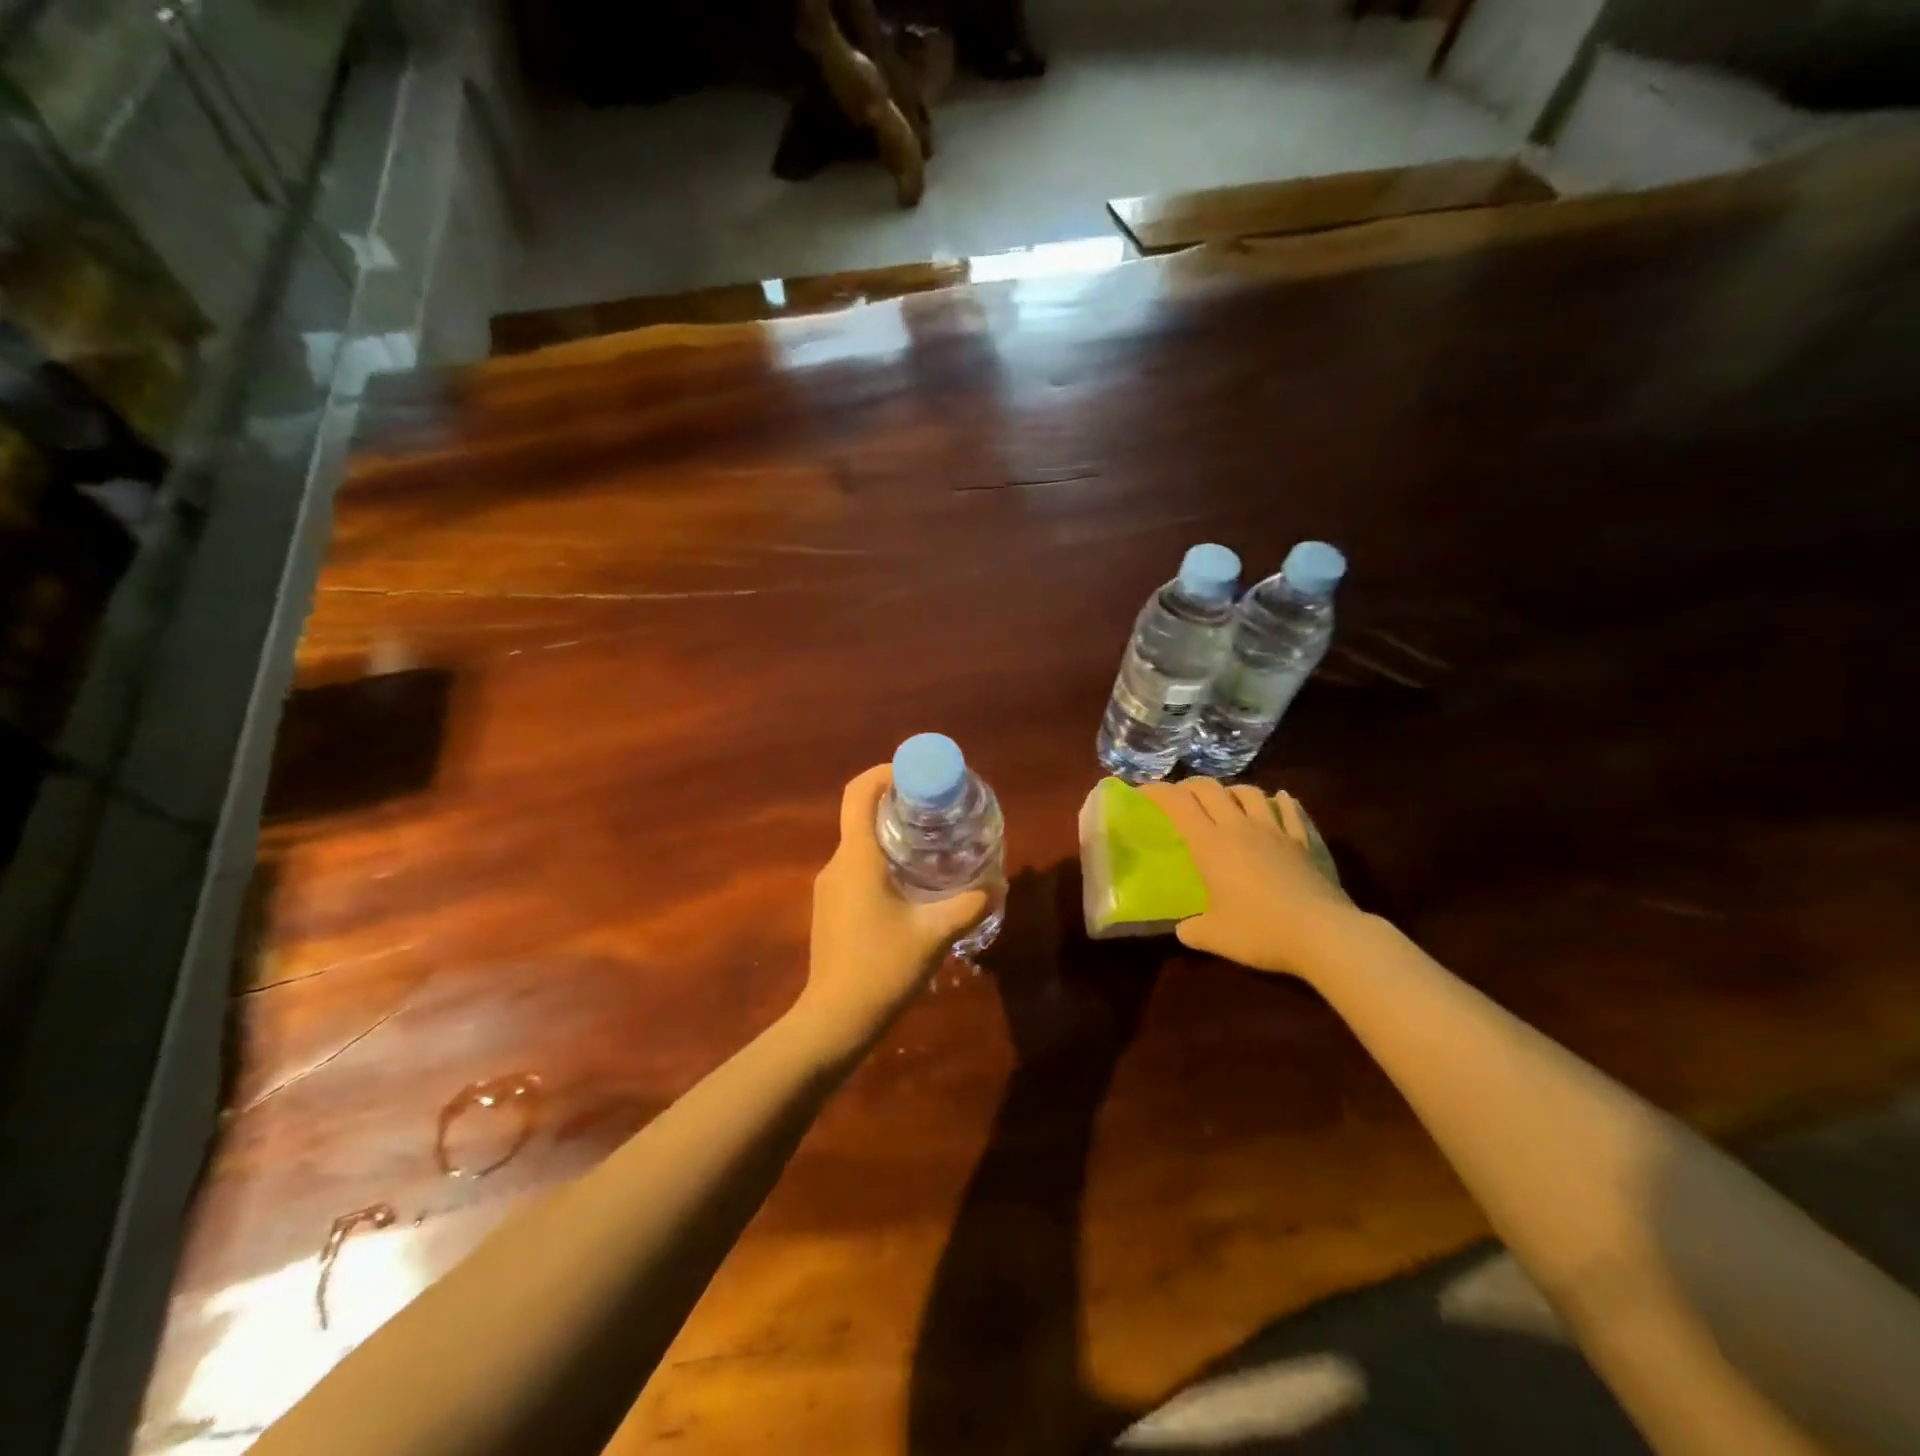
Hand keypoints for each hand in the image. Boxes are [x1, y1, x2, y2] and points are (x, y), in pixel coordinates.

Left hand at [795, 765, 989, 1054]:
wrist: (835, 1020)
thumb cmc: (882, 968)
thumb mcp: (934, 934)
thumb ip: (969, 906)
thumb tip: (998, 885)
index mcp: (857, 857)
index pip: (859, 793)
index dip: (885, 773)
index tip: (917, 775)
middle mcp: (838, 864)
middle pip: (862, 815)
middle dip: (898, 805)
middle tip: (938, 811)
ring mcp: (830, 887)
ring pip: (860, 844)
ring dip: (892, 836)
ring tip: (932, 846)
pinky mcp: (830, 908)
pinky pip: (856, 869)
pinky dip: (882, 862)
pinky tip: (911, 886)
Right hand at [1138, 779, 1356, 977]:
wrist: (1322, 934)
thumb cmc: (1259, 931)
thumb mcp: (1213, 937)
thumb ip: (1192, 929)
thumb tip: (1184, 929)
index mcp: (1210, 844)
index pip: (1177, 804)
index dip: (1157, 792)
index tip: (1143, 793)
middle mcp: (1239, 827)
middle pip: (1209, 789)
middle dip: (1189, 786)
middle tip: (1179, 796)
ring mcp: (1275, 831)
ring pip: (1250, 792)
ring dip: (1231, 790)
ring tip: (1225, 799)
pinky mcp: (1303, 841)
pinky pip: (1290, 811)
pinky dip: (1280, 802)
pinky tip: (1278, 800)